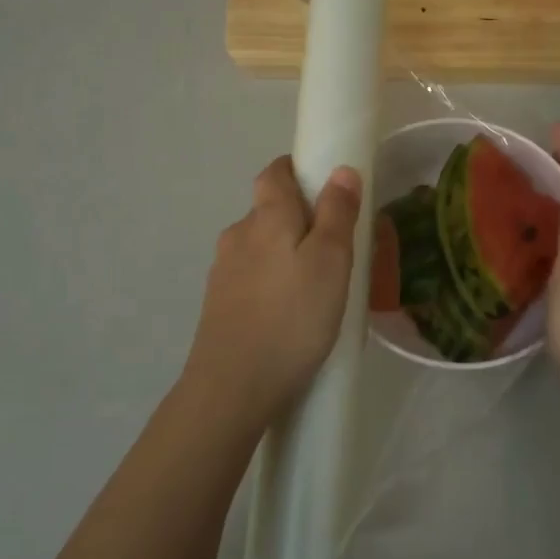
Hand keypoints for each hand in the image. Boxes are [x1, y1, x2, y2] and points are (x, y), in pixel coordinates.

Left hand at [181, 155, 362, 428]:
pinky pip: (252, 277)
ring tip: (317, 285)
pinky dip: (272, 282)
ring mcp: (223, 271)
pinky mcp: (218, 304)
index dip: (298, 170)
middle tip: (335, 246)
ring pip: (260, 247)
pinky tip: (290, 312)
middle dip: (299, 217)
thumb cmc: (292, 318)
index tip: (326, 186)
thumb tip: (341, 170)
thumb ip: (337, 213)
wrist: (232, 387)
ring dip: (286, 253)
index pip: (275, 172)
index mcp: (266, 217)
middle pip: (268, 210)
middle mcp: (238, 235)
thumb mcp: (331, 262)